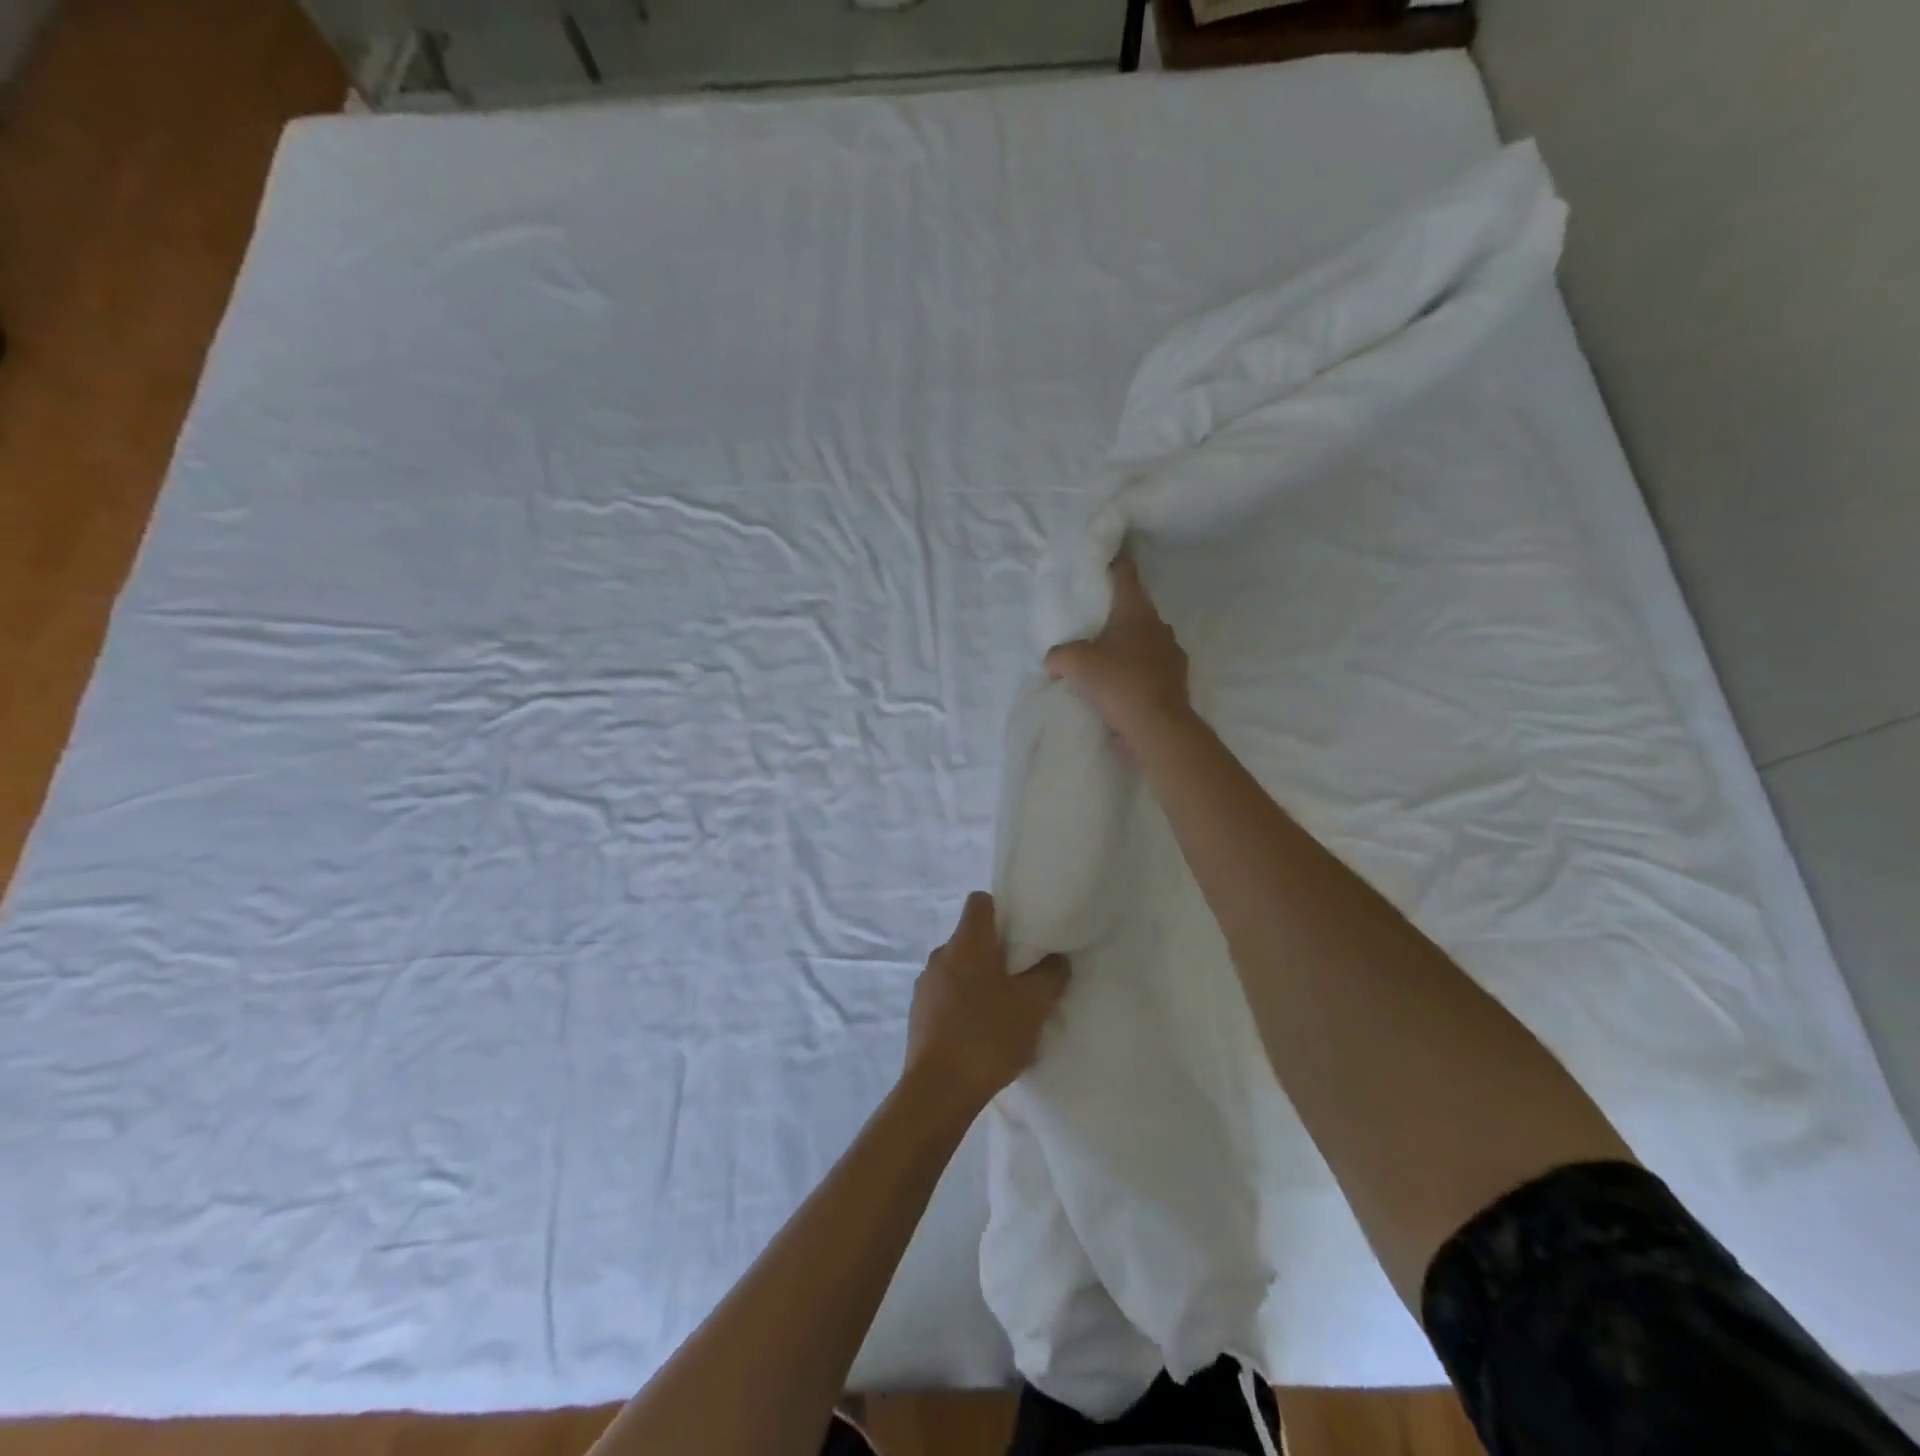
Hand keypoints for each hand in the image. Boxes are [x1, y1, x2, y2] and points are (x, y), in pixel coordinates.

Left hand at [904, 892, 1069, 1114]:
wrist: (938, 1091)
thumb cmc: (988, 1037)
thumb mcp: (1033, 1005)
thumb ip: (1050, 974)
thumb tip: (1056, 958)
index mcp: (966, 943)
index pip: (980, 901)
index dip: (1003, 910)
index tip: (1022, 933)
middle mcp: (940, 955)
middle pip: (971, 937)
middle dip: (996, 952)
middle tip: (1023, 976)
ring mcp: (925, 984)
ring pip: (959, 968)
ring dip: (980, 980)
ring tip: (1005, 1009)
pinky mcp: (918, 1013)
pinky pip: (947, 994)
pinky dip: (964, 1003)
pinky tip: (982, 1032)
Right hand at [1043, 553, 1191, 745]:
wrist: (1158, 727)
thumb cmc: (1118, 683)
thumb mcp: (1076, 663)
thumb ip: (1059, 654)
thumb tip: (1055, 660)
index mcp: (1136, 612)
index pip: (1126, 575)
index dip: (1117, 559)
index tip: (1115, 547)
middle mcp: (1159, 626)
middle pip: (1135, 610)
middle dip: (1116, 612)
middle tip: (1094, 619)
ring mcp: (1171, 653)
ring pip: (1144, 640)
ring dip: (1127, 645)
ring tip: (1106, 658)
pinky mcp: (1176, 680)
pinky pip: (1151, 666)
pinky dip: (1136, 670)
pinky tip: (1121, 685)